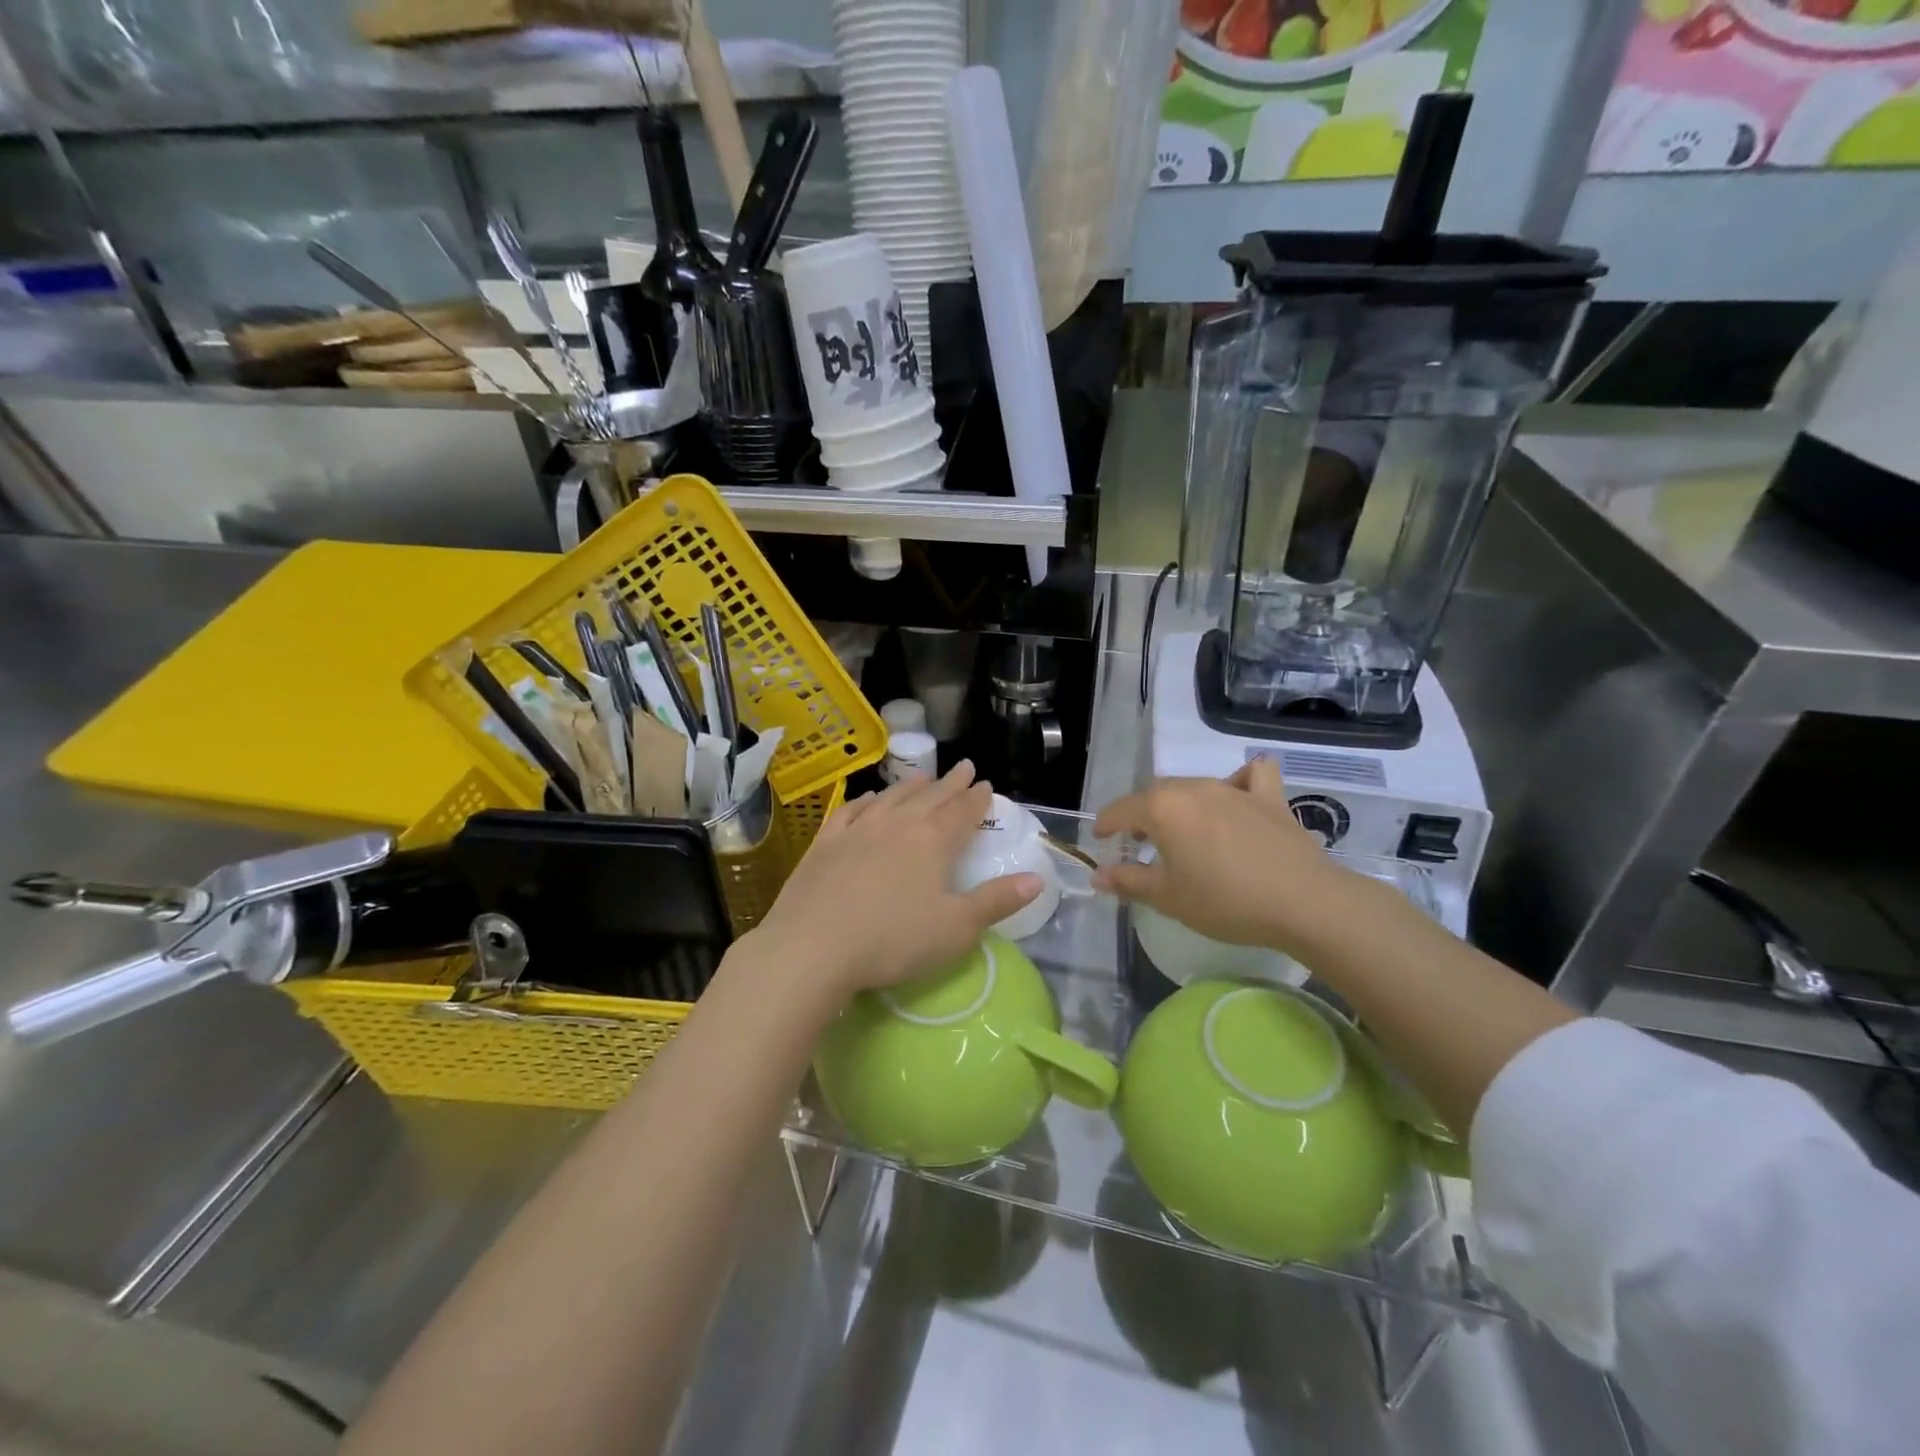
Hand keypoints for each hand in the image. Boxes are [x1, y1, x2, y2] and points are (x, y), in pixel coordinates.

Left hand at [747, 762, 1041, 1003]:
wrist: (812, 947)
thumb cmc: (893, 940)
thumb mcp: (956, 929)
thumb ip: (997, 901)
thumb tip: (1038, 878)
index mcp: (933, 841)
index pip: (962, 812)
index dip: (977, 798)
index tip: (985, 784)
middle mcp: (897, 825)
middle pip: (930, 797)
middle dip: (950, 783)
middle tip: (963, 767)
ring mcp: (857, 830)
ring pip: (891, 798)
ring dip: (910, 786)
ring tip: (922, 776)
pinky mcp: (825, 843)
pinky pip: (849, 811)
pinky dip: (864, 802)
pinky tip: (867, 800)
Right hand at [1091, 759, 1355, 957]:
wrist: (1302, 902)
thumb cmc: (1225, 901)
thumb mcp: (1168, 897)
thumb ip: (1128, 881)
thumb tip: (1096, 875)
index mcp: (1163, 808)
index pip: (1121, 810)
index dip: (1106, 824)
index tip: (1099, 839)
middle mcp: (1194, 788)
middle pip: (1156, 794)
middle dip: (1141, 814)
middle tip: (1138, 842)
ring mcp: (1233, 788)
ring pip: (1193, 785)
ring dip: (1179, 803)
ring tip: (1181, 829)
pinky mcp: (1268, 797)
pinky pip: (1250, 776)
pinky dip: (1239, 780)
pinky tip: (1238, 795)